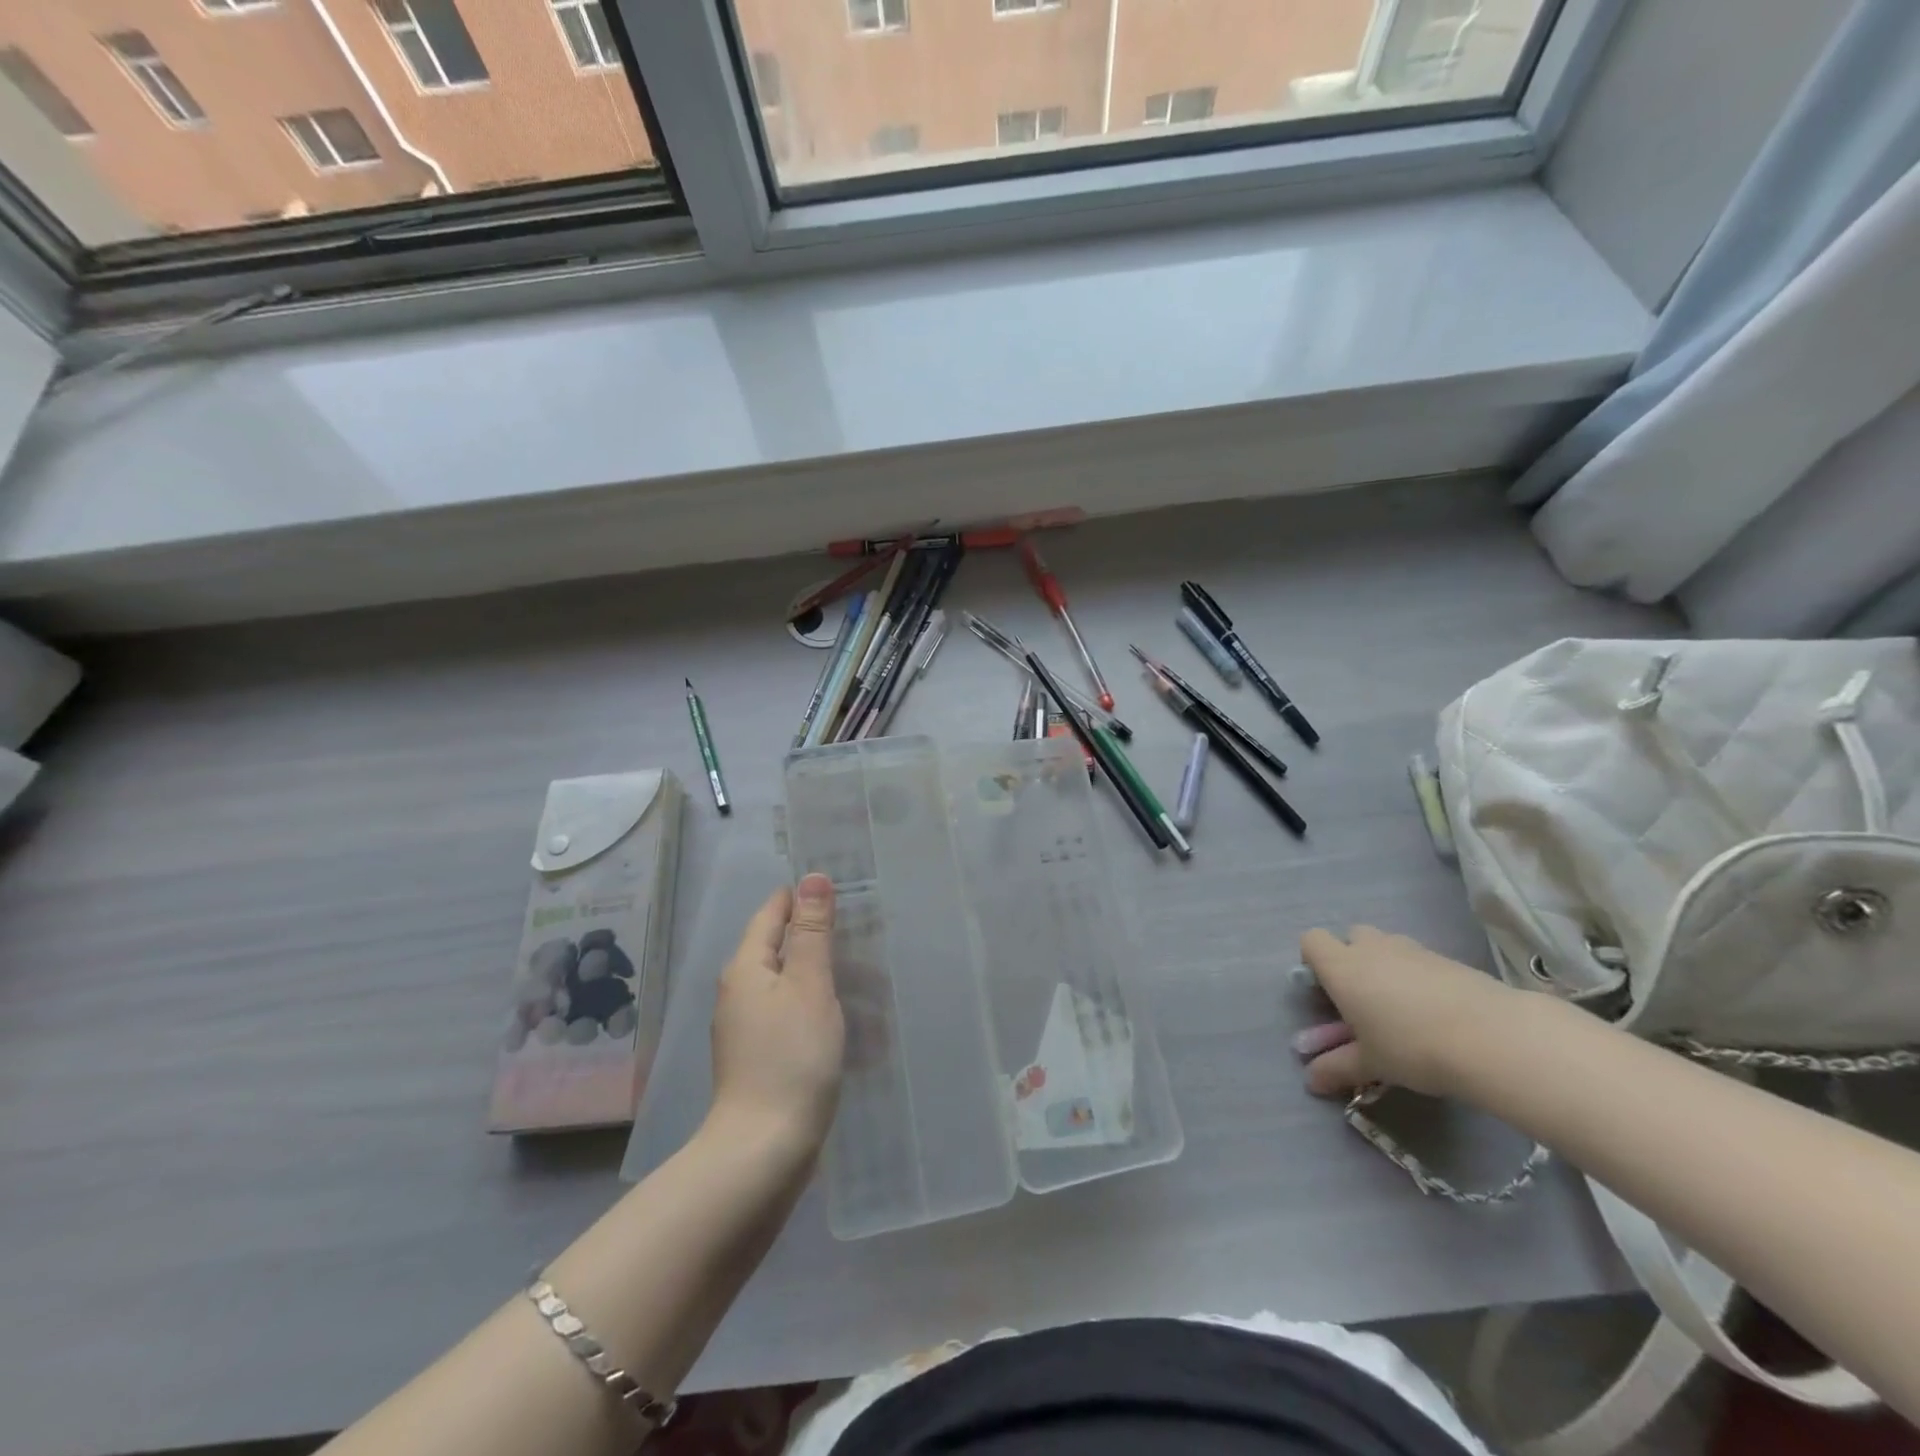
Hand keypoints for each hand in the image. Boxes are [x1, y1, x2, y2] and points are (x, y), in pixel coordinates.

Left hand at [707, 874, 845, 1158]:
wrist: (763, 1150)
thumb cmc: (791, 1057)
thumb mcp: (810, 985)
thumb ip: (812, 931)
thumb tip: (813, 877)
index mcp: (746, 967)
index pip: (772, 912)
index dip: (803, 898)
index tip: (842, 892)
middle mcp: (739, 991)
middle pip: (780, 947)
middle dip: (820, 939)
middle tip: (867, 936)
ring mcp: (745, 1027)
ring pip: (789, 984)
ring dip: (825, 978)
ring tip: (869, 983)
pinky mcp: (758, 1057)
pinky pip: (791, 1016)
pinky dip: (818, 1010)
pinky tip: (847, 1023)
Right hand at [1295, 925, 1515, 1099]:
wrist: (1493, 1038)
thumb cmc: (1412, 1047)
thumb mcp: (1371, 1064)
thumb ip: (1337, 1068)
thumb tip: (1311, 1082)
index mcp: (1342, 967)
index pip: (1312, 941)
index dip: (1314, 961)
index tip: (1328, 992)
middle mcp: (1372, 948)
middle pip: (1351, 937)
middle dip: (1353, 959)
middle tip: (1365, 1000)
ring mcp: (1412, 949)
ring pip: (1388, 946)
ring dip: (1387, 967)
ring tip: (1404, 1008)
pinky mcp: (1448, 958)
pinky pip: (1420, 960)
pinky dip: (1420, 977)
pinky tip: (1438, 1012)